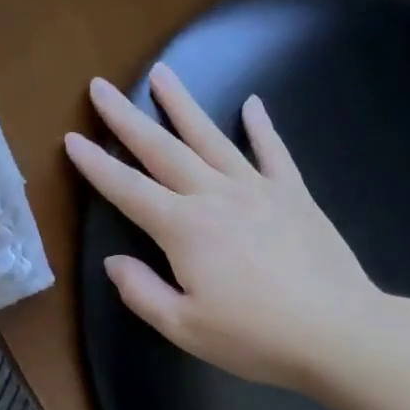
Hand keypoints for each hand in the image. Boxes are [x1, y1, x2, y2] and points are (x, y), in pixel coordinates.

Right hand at [65, 65, 378, 392]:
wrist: (336, 331)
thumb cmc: (254, 336)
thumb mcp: (184, 327)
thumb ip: (142, 292)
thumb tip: (114, 261)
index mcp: (183, 229)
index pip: (128, 189)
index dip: (96, 164)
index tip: (72, 138)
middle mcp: (214, 196)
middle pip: (162, 150)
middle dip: (126, 118)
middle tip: (101, 86)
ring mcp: (258, 189)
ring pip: (211, 138)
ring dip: (182, 105)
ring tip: (162, 73)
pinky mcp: (294, 195)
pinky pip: (274, 152)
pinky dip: (262, 127)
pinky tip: (252, 104)